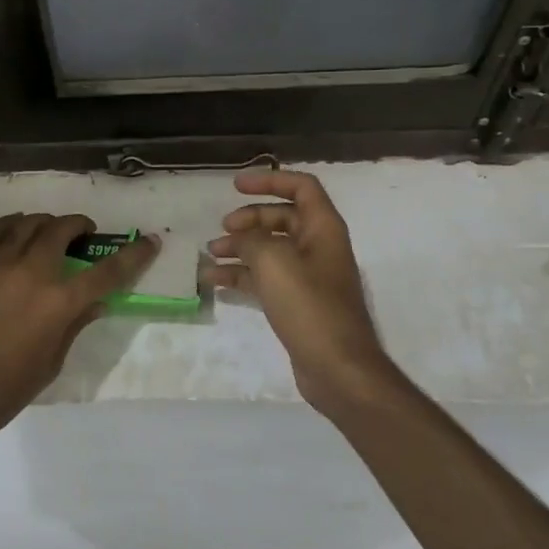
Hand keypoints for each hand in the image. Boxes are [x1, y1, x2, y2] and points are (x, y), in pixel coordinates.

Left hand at [0, 214, 156, 445]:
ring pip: (27, 223)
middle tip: (84, 234)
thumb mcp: (52, 362)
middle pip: (61, 231)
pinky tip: (16, 229)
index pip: (106, 272)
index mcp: (58, 303)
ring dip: (46, 223)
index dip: (133, 256)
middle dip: (80, 226)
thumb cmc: (6, 389)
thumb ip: (74, 325)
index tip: (149, 242)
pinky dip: (10, 224)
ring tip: (50, 231)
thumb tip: (95, 303)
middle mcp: (30, 273)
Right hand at [208, 170, 400, 417]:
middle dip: (249, 219)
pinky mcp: (297, 303)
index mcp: (323, 229)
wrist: (338, 368)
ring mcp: (309, 277)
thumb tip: (239, 237)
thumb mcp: (274, 262)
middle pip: (281, 218)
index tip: (236, 186)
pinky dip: (242, 276)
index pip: (301, 187)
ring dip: (240, 248)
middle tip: (223, 229)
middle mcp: (319, 247)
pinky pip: (266, 278)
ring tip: (211, 255)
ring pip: (270, 250)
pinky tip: (215, 281)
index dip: (270, 180)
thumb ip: (251, 239)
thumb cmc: (310, 306)